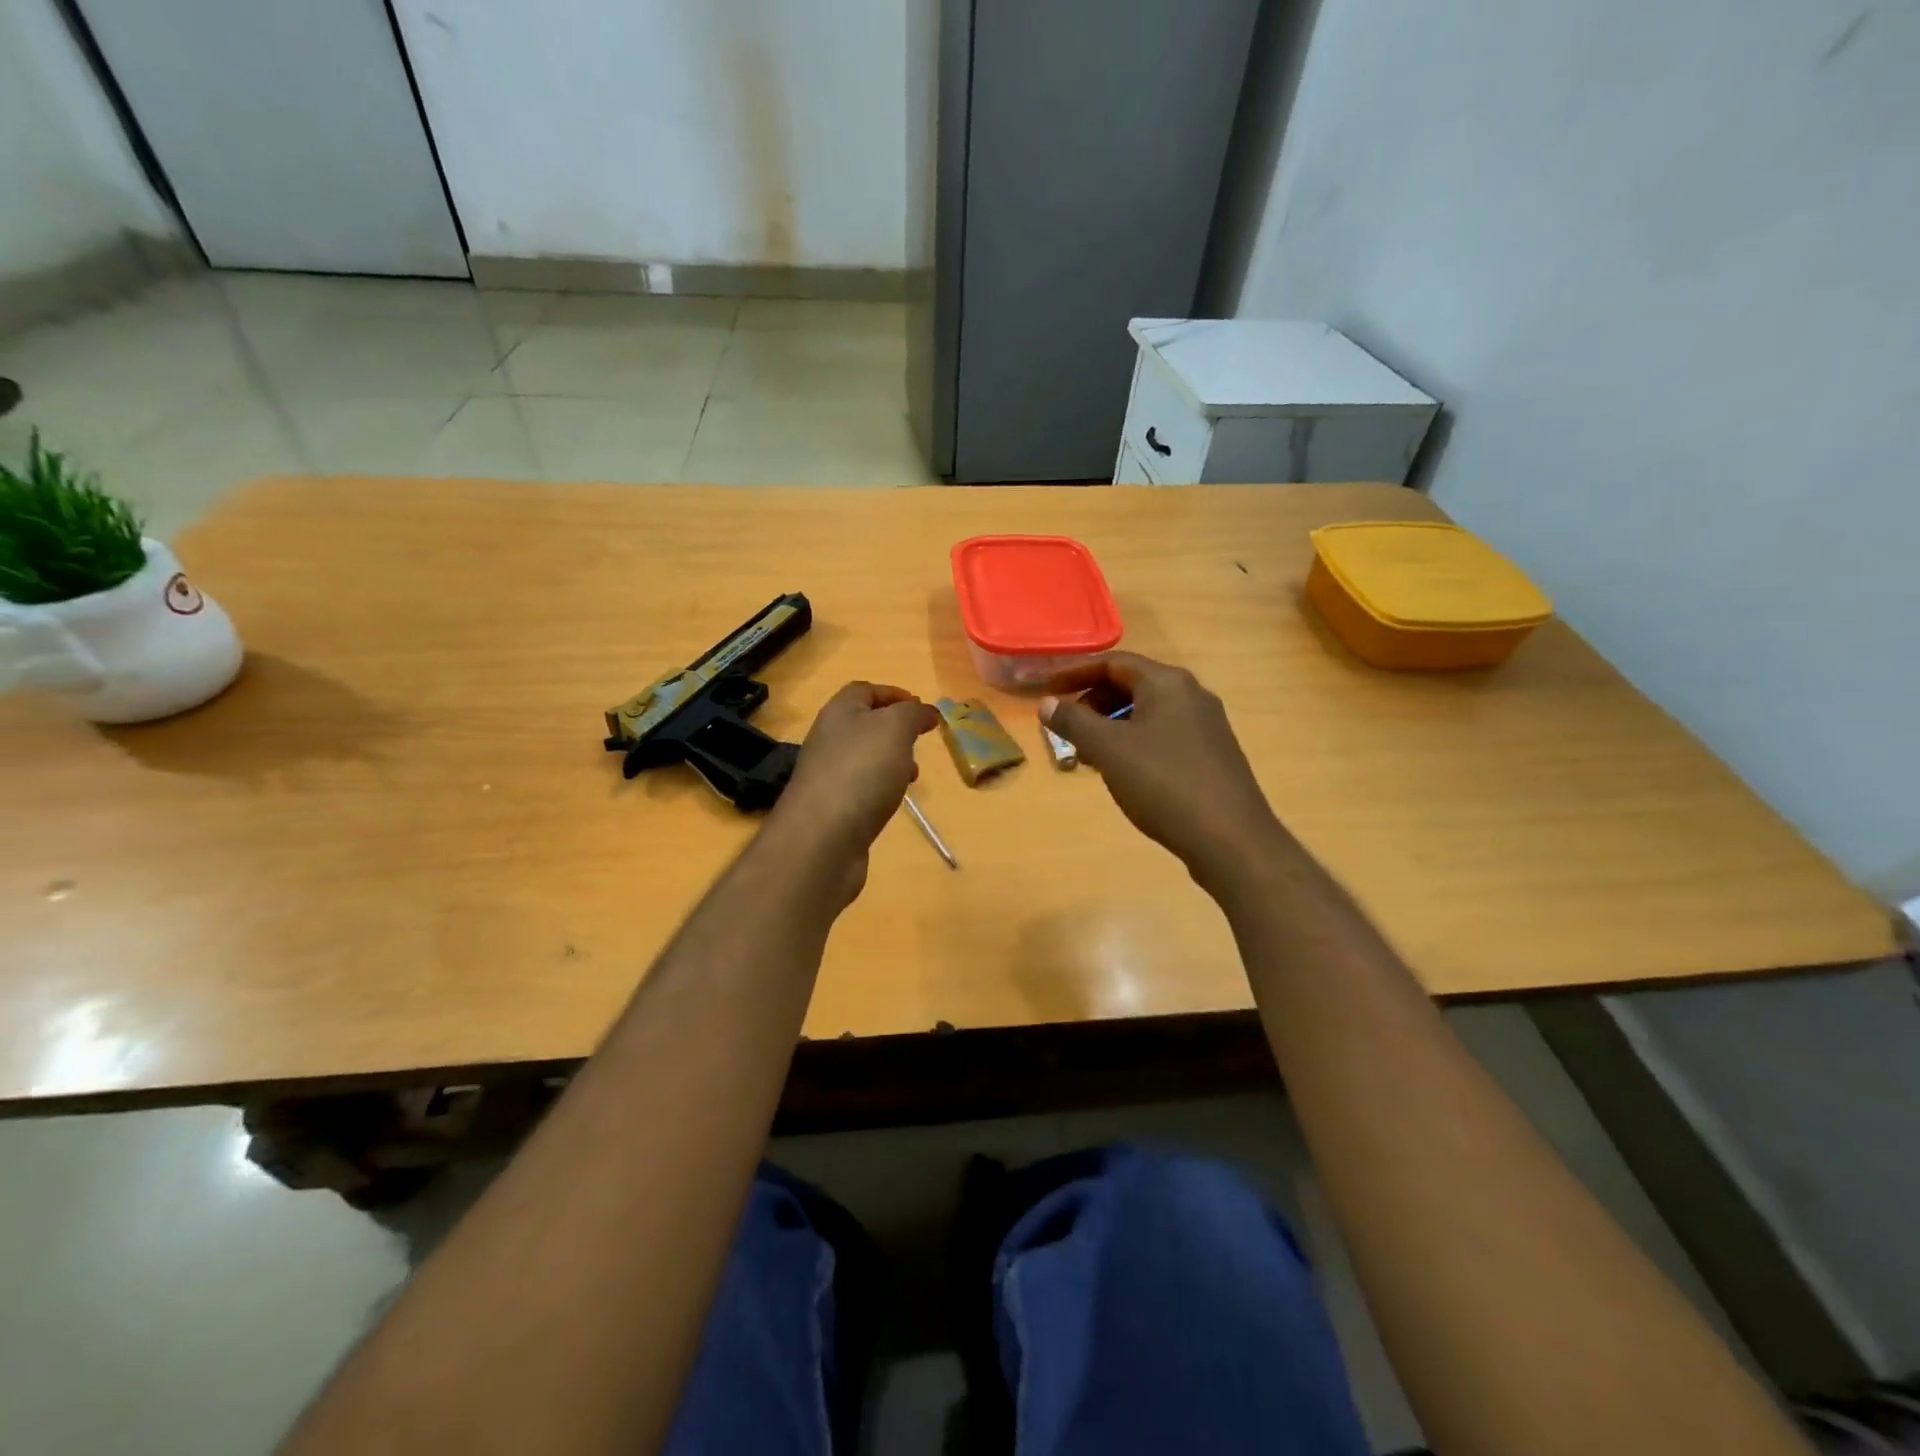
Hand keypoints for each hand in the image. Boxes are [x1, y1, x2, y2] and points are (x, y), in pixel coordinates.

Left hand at [767, 681, 939, 902]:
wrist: (822, 837)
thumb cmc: (861, 771)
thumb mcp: (895, 728)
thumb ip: (913, 714)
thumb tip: (926, 711)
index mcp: (839, 713)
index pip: (864, 690)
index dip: (893, 693)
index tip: (922, 708)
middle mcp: (828, 740)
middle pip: (863, 724)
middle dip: (894, 729)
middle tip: (920, 740)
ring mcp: (827, 775)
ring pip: (864, 758)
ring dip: (890, 761)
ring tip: (913, 774)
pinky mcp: (832, 808)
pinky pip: (861, 787)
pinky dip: (881, 788)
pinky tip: (894, 801)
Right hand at [1042, 653, 1292, 896]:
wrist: (1231, 838)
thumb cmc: (1164, 783)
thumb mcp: (1109, 750)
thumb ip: (1074, 722)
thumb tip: (1047, 703)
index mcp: (1168, 683)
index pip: (1113, 662)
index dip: (1075, 672)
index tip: (1046, 688)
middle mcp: (1191, 695)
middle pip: (1132, 684)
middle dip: (1093, 702)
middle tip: (1066, 727)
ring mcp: (1206, 726)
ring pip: (1147, 713)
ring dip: (1112, 725)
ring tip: (1088, 755)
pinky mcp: (1212, 755)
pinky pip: (1163, 735)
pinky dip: (1134, 743)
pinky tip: (1123, 772)